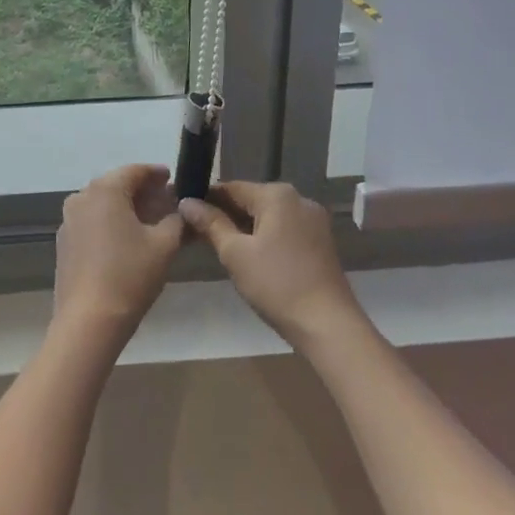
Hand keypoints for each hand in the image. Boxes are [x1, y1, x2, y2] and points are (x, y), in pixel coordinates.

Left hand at [53, 164, 185, 339]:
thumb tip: (182, 210)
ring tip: (149, 222)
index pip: (135, 171)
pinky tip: (125, 240)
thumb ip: (176, 221)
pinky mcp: (65, 242)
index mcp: (105, 190)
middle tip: (165, 202)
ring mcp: (69, 220)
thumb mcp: (164, 246)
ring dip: (125, 207)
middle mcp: (82, 197)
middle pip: (117, 185)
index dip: (156, 174)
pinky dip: (110, 223)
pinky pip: (91, 221)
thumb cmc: (130, 276)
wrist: (89, 321)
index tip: (173, 179)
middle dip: (142, 191)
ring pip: (102, 203)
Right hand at [180, 182, 362, 349]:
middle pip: (252, 200)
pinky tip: (253, 259)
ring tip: (223, 249)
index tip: (186, 214)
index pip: (231, 187)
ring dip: (246, 228)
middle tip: (200, 235)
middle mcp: (298, 199)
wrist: (329, 326)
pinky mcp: (321, 242)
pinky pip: (285, 230)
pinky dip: (266, 238)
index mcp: (277, 194)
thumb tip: (186, 202)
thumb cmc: (277, 285)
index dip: (206, 199)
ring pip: (269, 216)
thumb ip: (211, 224)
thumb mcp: (235, 254)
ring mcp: (313, 220)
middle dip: (226, 215)